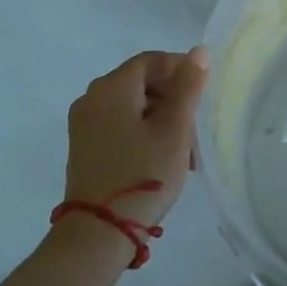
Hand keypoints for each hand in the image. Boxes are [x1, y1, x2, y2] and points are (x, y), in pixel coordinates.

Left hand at [64, 48, 207, 230]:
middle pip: (140, 82)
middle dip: (172, 97)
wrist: (97, 235)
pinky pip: (118, 124)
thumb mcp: (175, 128)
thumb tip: (199, 50)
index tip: (203, 92)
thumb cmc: (143, 173)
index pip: (152, 61)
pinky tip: (161, 156)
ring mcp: (83, 124)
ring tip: (185, 147)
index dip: (181, 69)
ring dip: (160, 117)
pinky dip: (141, 130)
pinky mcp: (83, 147)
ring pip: (131, 105)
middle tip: (197, 124)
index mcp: (112, 86)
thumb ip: (188, 86)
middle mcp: (92, 97)